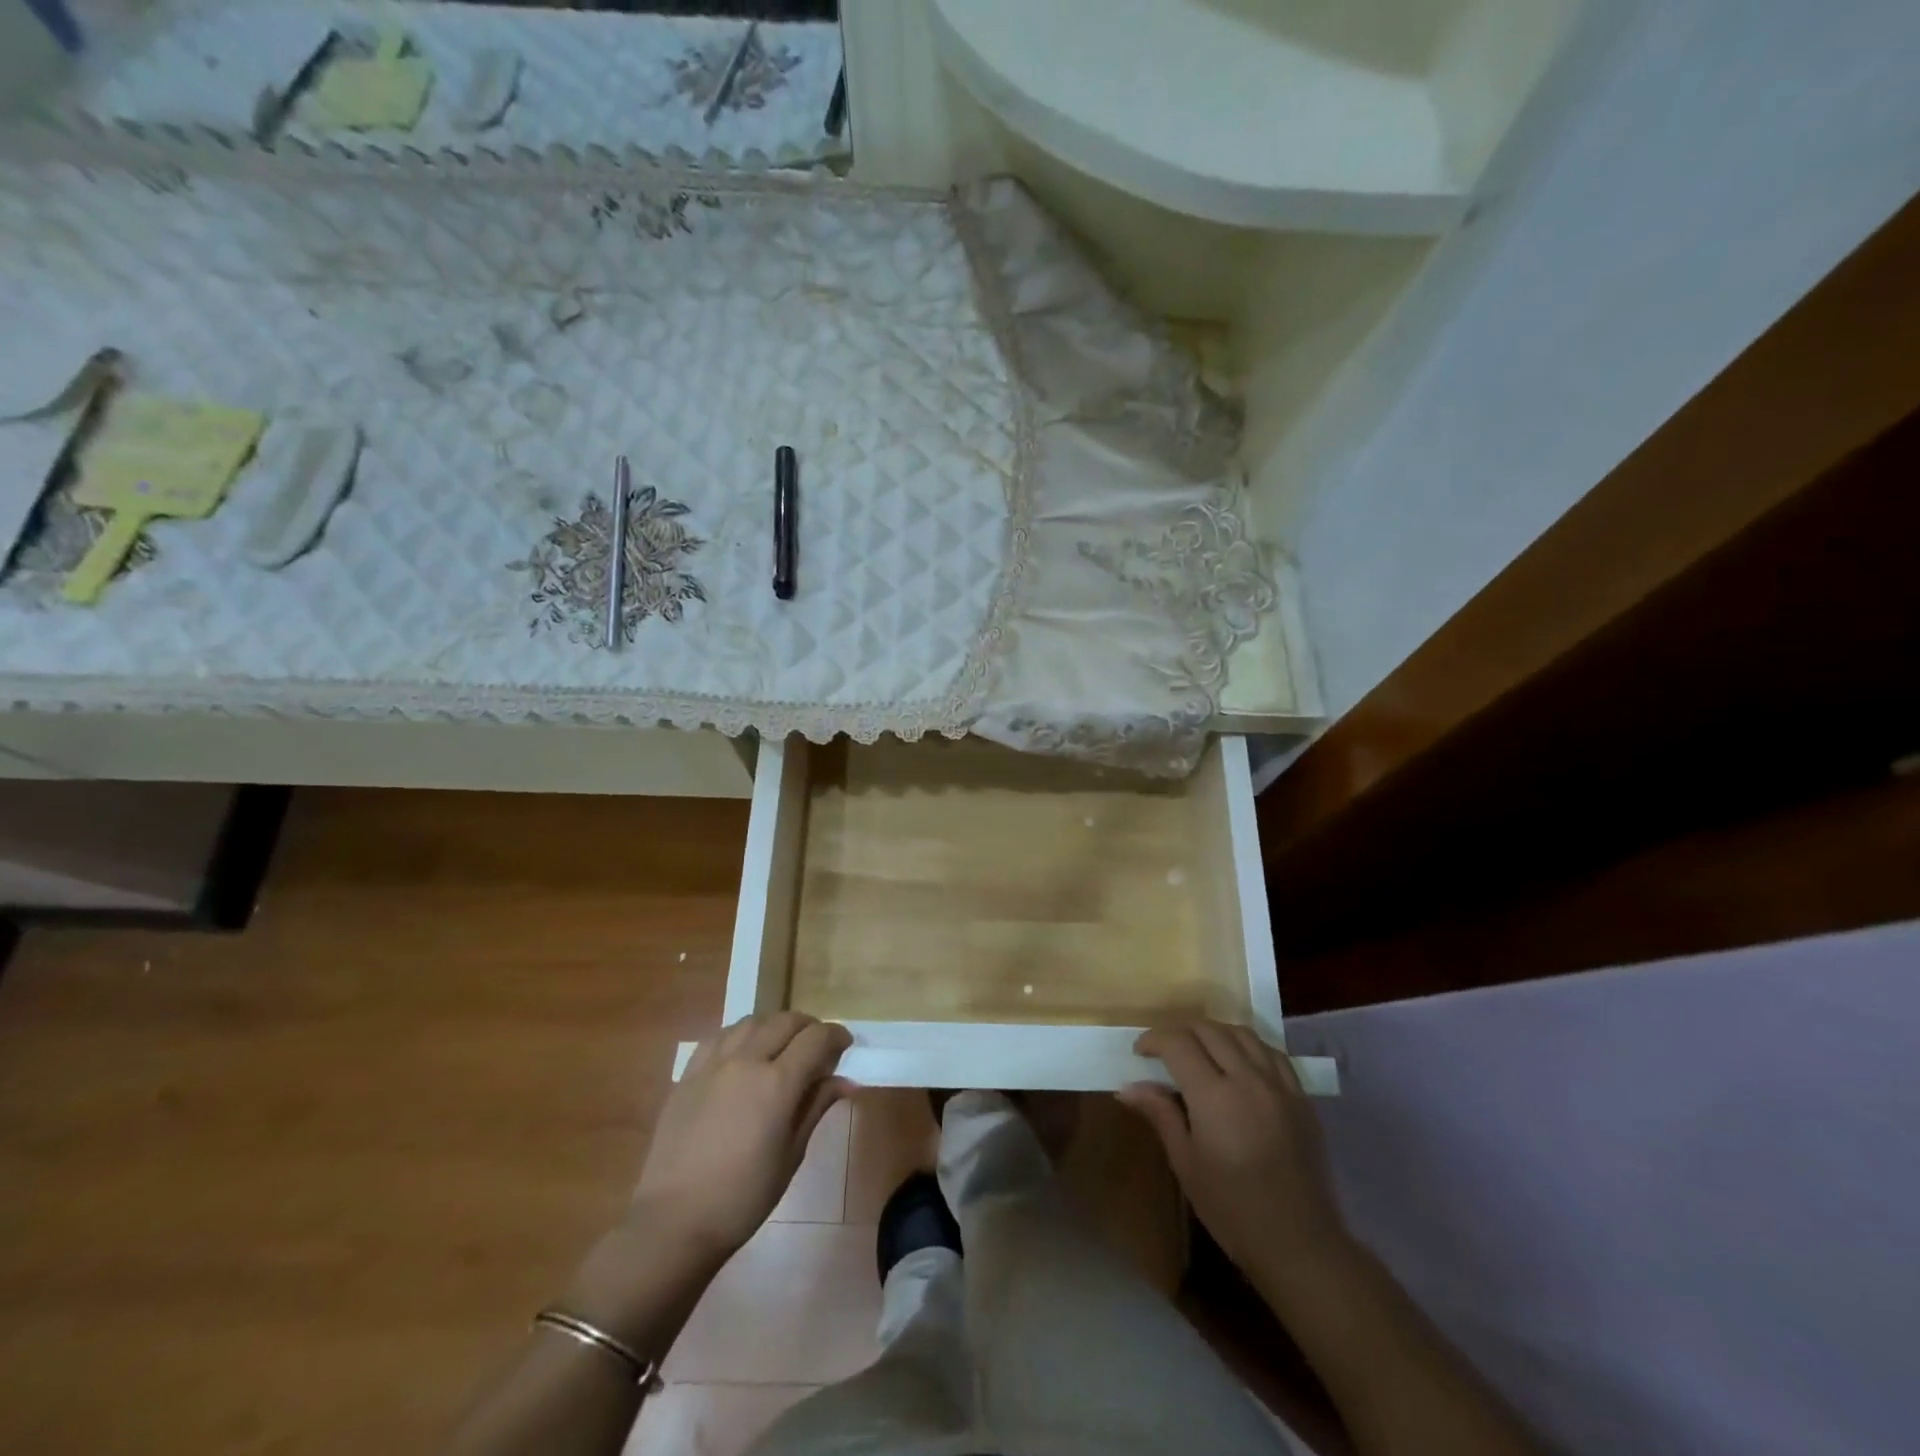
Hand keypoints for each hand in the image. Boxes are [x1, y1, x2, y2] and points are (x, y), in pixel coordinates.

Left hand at [629, 1013, 852, 1262]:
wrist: (673, 1221)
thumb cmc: (743, 1198)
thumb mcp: (791, 1155)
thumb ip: (816, 1107)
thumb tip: (846, 1082)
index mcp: (777, 1083)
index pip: (816, 1039)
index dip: (836, 1036)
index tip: (845, 1045)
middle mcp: (746, 1061)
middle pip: (785, 1021)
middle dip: (809, 1027)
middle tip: (818, 1046)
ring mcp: (713, 1064)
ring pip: (752, 1022)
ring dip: (774, 1026)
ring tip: (781, 1046)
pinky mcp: (688, 1074)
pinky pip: (719, 1037)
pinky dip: (740, 1035)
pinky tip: (743, 1053)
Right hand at [1119, 1021, 1348, 1281]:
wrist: (1300, 1244)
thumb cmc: (1233, 1209)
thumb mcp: (1186, 1164)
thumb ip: (1161, 1115)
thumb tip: (1128, 1087)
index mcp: (1215, 1096)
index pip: (1178, 1043)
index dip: (1154, 1039)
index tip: (1140, 1053)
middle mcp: (1248, 1079)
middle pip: (1209, 1029)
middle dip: (1180, 1031)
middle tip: (1165, 1051)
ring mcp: (1280, 1085)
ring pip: (1242, 1032)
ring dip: (1214, 1032)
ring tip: (1200, 1050)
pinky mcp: (1302, 1097)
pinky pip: (1272, 1052)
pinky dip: (1248, 1045)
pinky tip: (1239, 1062)